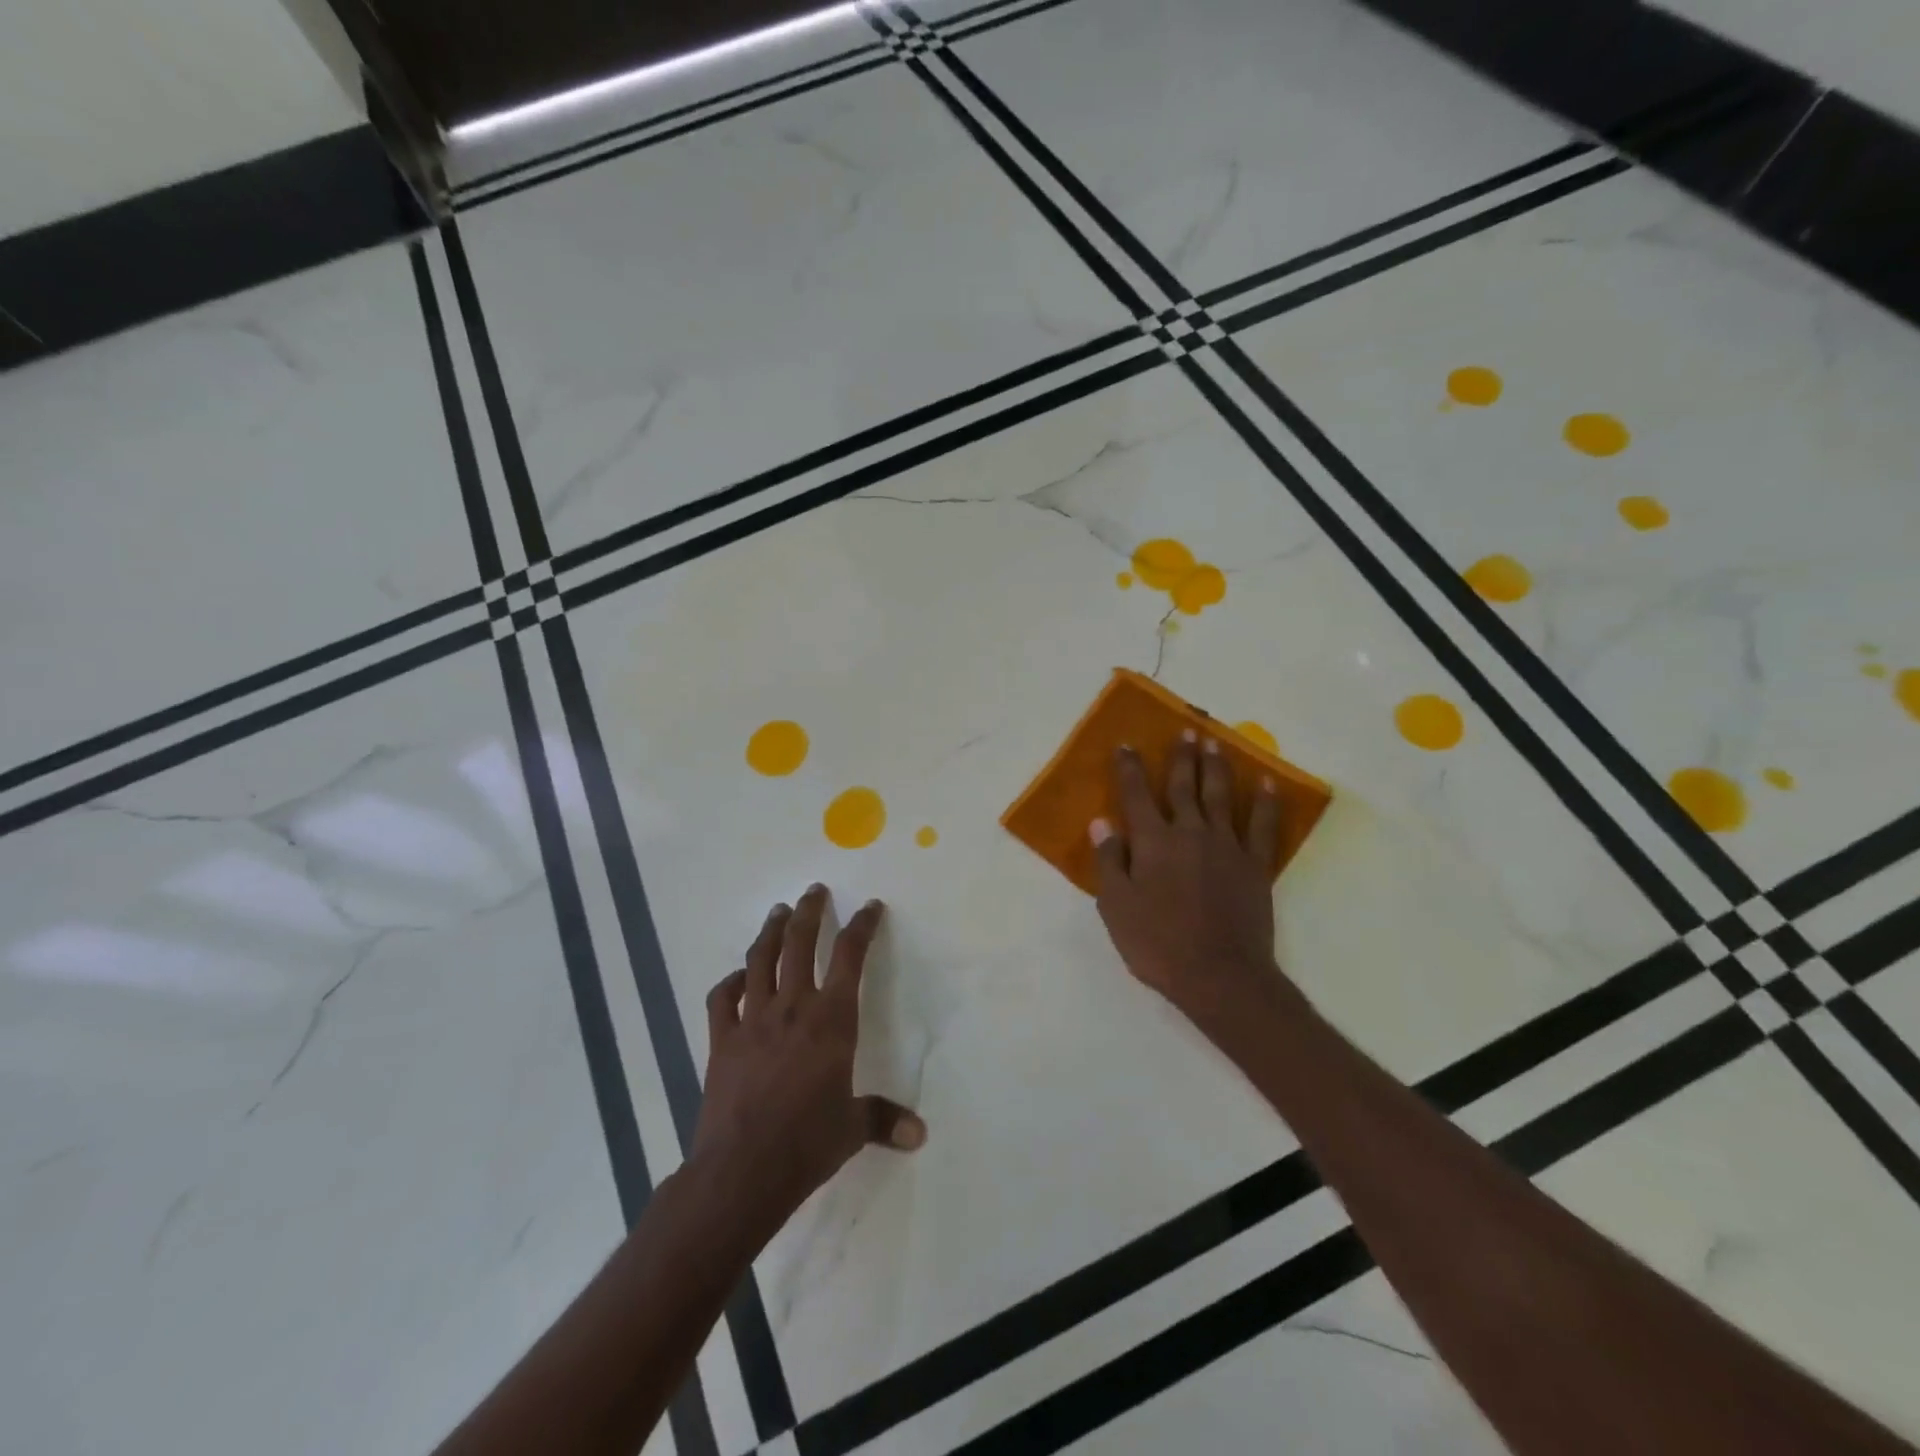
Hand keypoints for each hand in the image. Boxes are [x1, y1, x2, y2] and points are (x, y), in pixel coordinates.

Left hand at [690, 885, 925, 1239]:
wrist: (742, 1171)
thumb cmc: (807, 1144)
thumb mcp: (853, 1129)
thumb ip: (885, 1119)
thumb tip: (921, 1134)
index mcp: (831, 1020)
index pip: (850, 957)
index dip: (862, 926)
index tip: (870, 906)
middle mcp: (793, 1008)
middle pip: (801, 944)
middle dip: (810, 912)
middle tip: (814, 891)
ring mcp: (752, 1020)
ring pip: (761, 960)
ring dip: (771, 931)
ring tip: (778, 912)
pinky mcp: (721, 1041)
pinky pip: (722, 999)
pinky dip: (730, 982)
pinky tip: (738, 977)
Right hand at [1090, 733, 1296, 1029]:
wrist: (1219, 975)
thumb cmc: (1158, 944)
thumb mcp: (1116, 907)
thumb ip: (1109, 861)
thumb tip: (1102, 822)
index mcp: (1152, 842)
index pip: (1135, 795)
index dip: (1129, 768)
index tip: (1126, 745)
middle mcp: (1189, 833)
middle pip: (1183, 786)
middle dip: (1180, 757)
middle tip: (1185, 730)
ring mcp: (1227, 847)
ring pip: (1220, 797)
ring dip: (1216, 767)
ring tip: (1215, 743)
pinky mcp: (1255, 866)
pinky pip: (1264, 827)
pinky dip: (1266, 803)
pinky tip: (1268, 784)